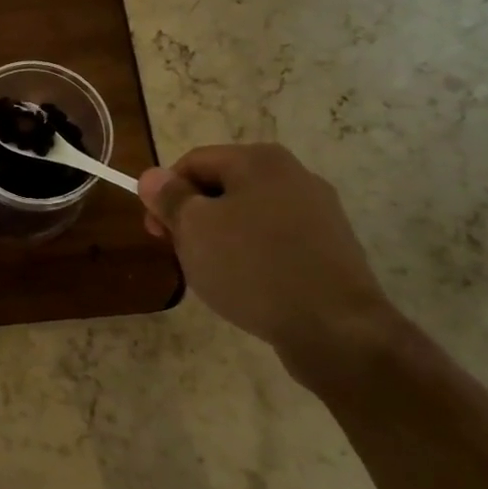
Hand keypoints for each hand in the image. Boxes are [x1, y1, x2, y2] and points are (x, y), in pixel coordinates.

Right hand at [139, 144, 409, 394]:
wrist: (336, 328)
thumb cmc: (254, 267)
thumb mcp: (195, 229)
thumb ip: (169, 198)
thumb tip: (152, 176)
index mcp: (259, 160)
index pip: (192, 163)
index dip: (165, 195)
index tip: (156, 234)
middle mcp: (293, 175)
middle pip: (222, 187)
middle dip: (194, 219)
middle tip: (180, 255)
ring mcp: (318, 212)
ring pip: (248, 216)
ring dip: (221, 240)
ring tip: (213, 276)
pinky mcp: (330, 248)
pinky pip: (276, 242)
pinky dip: (253, 257)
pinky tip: (248, 287)